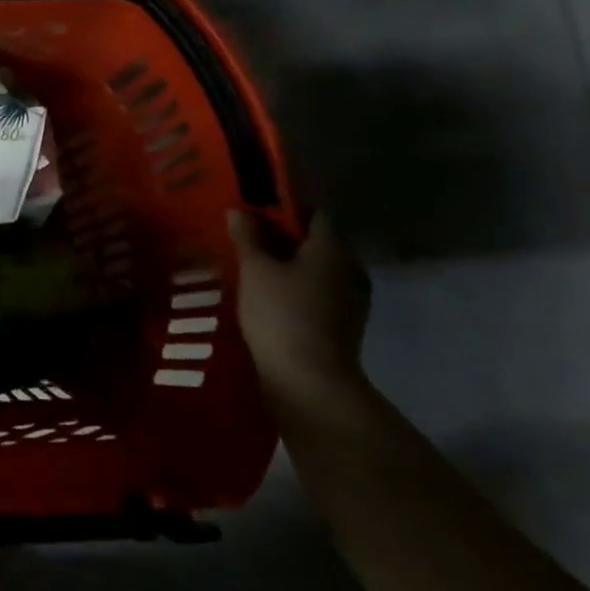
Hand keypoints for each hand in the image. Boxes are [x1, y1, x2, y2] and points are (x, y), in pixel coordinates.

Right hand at [228, 210, 371, 408]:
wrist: (310, 382)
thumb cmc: (282, 313)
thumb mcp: (255, 269)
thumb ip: (247, 236)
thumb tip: (239, 210)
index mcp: (333, 248)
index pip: (313, 214)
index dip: (284, 208)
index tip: (253, 210)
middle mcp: (349, 269)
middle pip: (315, 242)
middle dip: (282, 237)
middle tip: (245, 237)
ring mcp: (350, 300)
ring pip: (315, 269)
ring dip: (287, 265)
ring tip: (250, 266)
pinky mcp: (341, 325)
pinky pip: (315, 293)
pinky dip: (293, 288)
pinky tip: (265, 295)